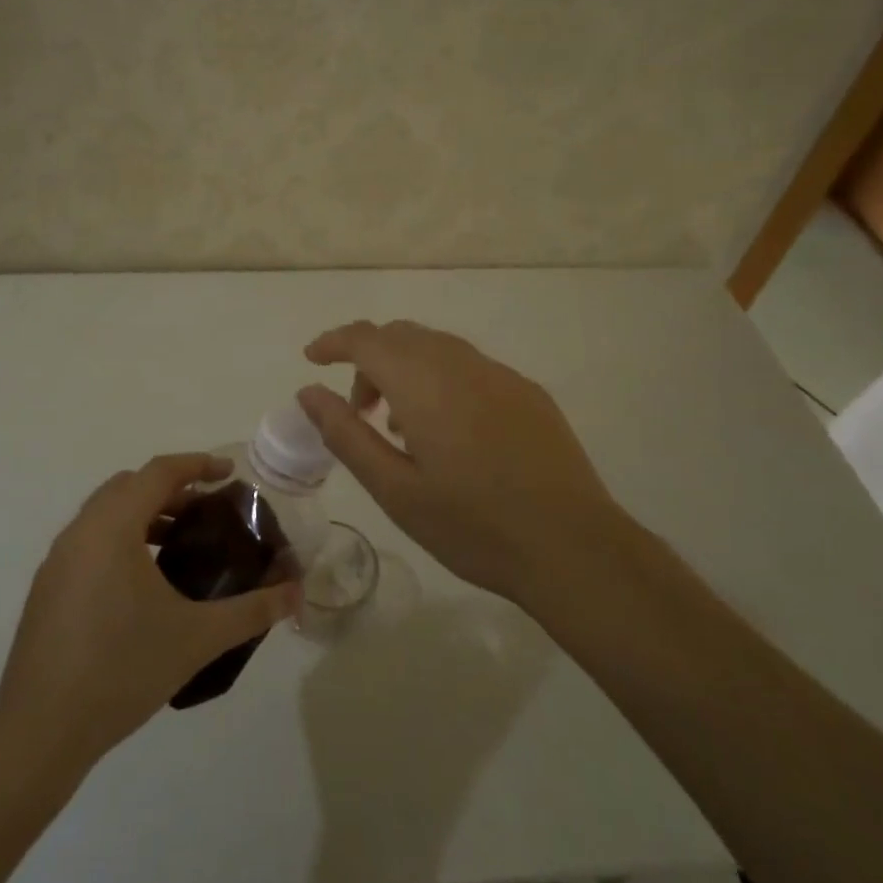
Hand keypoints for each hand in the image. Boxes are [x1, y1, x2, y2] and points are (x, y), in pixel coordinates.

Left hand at [0, 453, 301, 772]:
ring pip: (105, 514)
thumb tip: (297, 593)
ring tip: (180, 544)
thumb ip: (252, 610)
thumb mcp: (197, 637)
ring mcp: (57, 560)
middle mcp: (80, 531)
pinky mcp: (47, 588)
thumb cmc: (122, 670)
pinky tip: (143, 583)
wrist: (40, 733)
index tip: (229, 473)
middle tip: (207, 510)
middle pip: (129, 486)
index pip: (159, 472)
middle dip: (171, 488)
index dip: (197, 464)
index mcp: (112, 527)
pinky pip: (89, 541)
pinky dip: (121, 539)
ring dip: (144, 514)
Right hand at [297, 320, 628, 605]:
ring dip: (405, 369)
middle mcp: (461, 363)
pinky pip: (469, 367)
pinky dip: (441, 380)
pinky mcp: (528, 392)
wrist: (573, 546)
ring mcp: (500, 374)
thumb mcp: (395, 489)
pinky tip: (450, 431)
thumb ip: (346, 434)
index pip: (366, 338)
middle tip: (358, 410)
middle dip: (368, 359)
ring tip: (400, 426)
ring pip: (437, 347)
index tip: (312, 358)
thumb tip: (309, 392)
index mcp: (423, 382)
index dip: (334, 341)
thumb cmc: (473, 525)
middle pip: (401, 335)